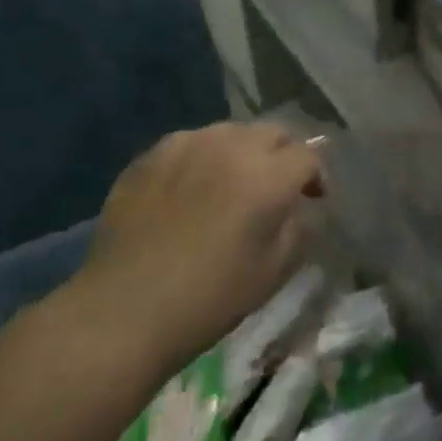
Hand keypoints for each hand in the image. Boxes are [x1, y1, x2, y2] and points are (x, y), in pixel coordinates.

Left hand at [61, 122, 324, 383]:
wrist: (125, 308)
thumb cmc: (211, 296)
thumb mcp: (275, 271)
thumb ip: (300, 229)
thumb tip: (302, 208)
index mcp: (268, 175)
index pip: (308, 155)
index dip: (316, 175)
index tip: (313, 199)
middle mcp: (230, 147)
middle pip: (272, 132)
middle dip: (284, 154)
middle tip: (278, 186)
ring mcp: (185, 146)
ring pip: (229, 132)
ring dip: (243, 151)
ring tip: (234, 182)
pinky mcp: (149, 156)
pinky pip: (190, 143)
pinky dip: (203, 157)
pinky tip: (192, 187)